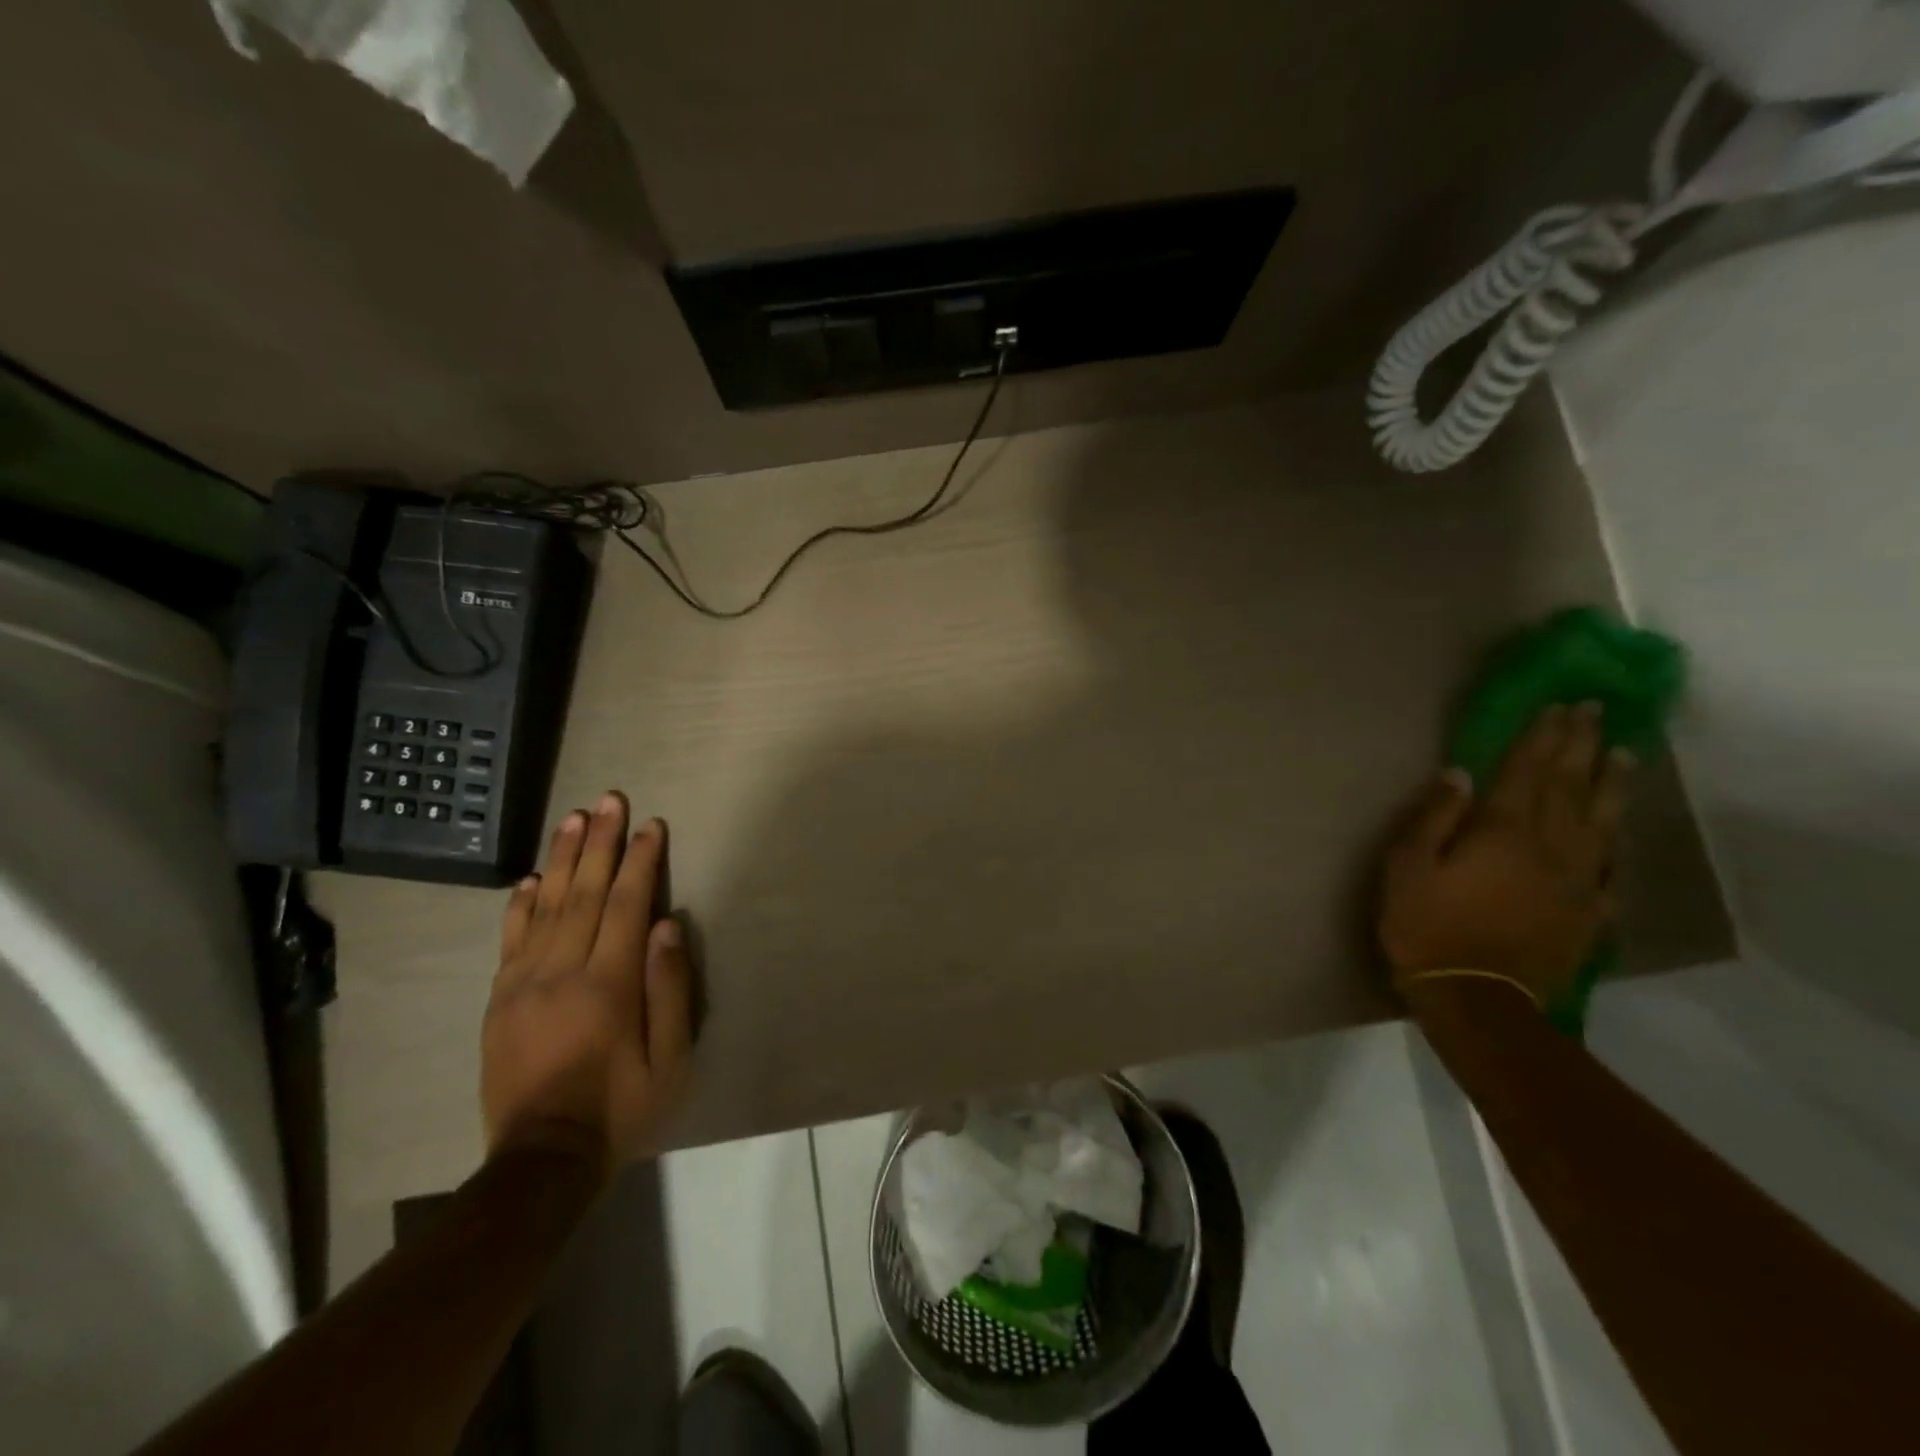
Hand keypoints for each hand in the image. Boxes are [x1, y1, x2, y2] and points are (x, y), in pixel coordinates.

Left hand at [481, 793, 691, 1176]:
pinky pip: (511, 940)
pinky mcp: (500, 1001)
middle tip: (609, 800)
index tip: (651, 825)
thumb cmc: (622, 1108)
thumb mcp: (671, 1060)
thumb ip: (670, 989)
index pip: (626, 905)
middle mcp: (562, 972)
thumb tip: (668, 926)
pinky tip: (531, 878)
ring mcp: (523, 984)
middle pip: (584, 893)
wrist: (542, 1161)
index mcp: (608, 984)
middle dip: (600, 842)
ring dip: (562, 858)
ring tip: (574, 818)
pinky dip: (521, 904)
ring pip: (546, 906)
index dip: (641, 861)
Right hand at [1379, 703, 1630, 1007]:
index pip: (1525, 772)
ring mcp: (1576, 882)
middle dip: (1582, 746)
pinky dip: (1616, 844)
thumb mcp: (1407, 867)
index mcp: (1501, 832)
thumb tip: (1460, 774)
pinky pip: (1610, 870)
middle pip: (1570, 787)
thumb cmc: (1428, 927)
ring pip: (1601, 822)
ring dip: (1612, 784)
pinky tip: (1618, 834)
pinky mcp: (1588, 915)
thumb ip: (1433, 817)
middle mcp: (1549, 848)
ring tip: (1624, 755)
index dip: (1541, 737)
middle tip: (1596, 712)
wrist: (1478, 1000)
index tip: (1559, 706)